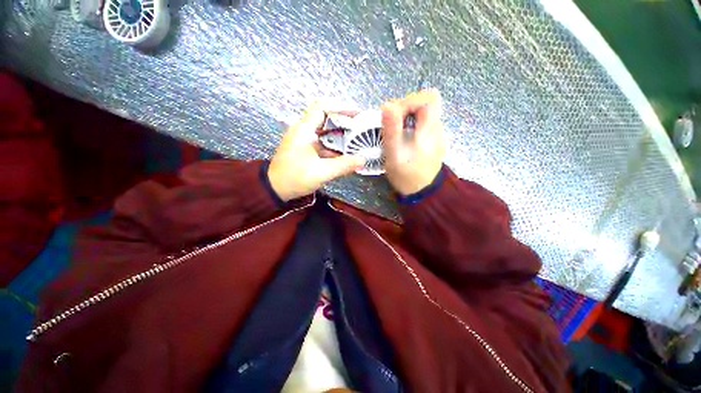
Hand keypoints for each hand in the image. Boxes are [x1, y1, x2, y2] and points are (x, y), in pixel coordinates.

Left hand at [268, 104, 365, 201]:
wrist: (274, 189)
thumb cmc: (294, 178)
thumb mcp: (321, 172)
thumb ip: (343, 165)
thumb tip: (363, 160)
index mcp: (304, 130)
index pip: (323, 107)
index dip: (341, 107)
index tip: (357, 114)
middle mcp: (304, 131)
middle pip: (326, 119)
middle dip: (344, 123)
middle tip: (361, 129)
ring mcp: (305, 141)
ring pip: (326, 132)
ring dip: (341, 136)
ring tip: (358, 141)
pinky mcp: (307, 150)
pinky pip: (324, 143)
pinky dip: (335, 147)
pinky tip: (346, 154)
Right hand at [381, 90, 445, 195]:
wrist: (423, 192)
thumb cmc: (406, 176)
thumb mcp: (394, 155)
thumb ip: (392, 131)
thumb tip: (387, 105)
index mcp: (429, 130)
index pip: (428, 98)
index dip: (409, 101)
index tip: (393, 114)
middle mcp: (437, 128)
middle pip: (426, 103)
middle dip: (405, 108)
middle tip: (392, 123)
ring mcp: (437, 134)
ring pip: (423, 112)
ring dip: (407, 116)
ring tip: (395, 131)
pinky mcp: (434, 139)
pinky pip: (423, 122)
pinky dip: (411, 124)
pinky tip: (403, 138)